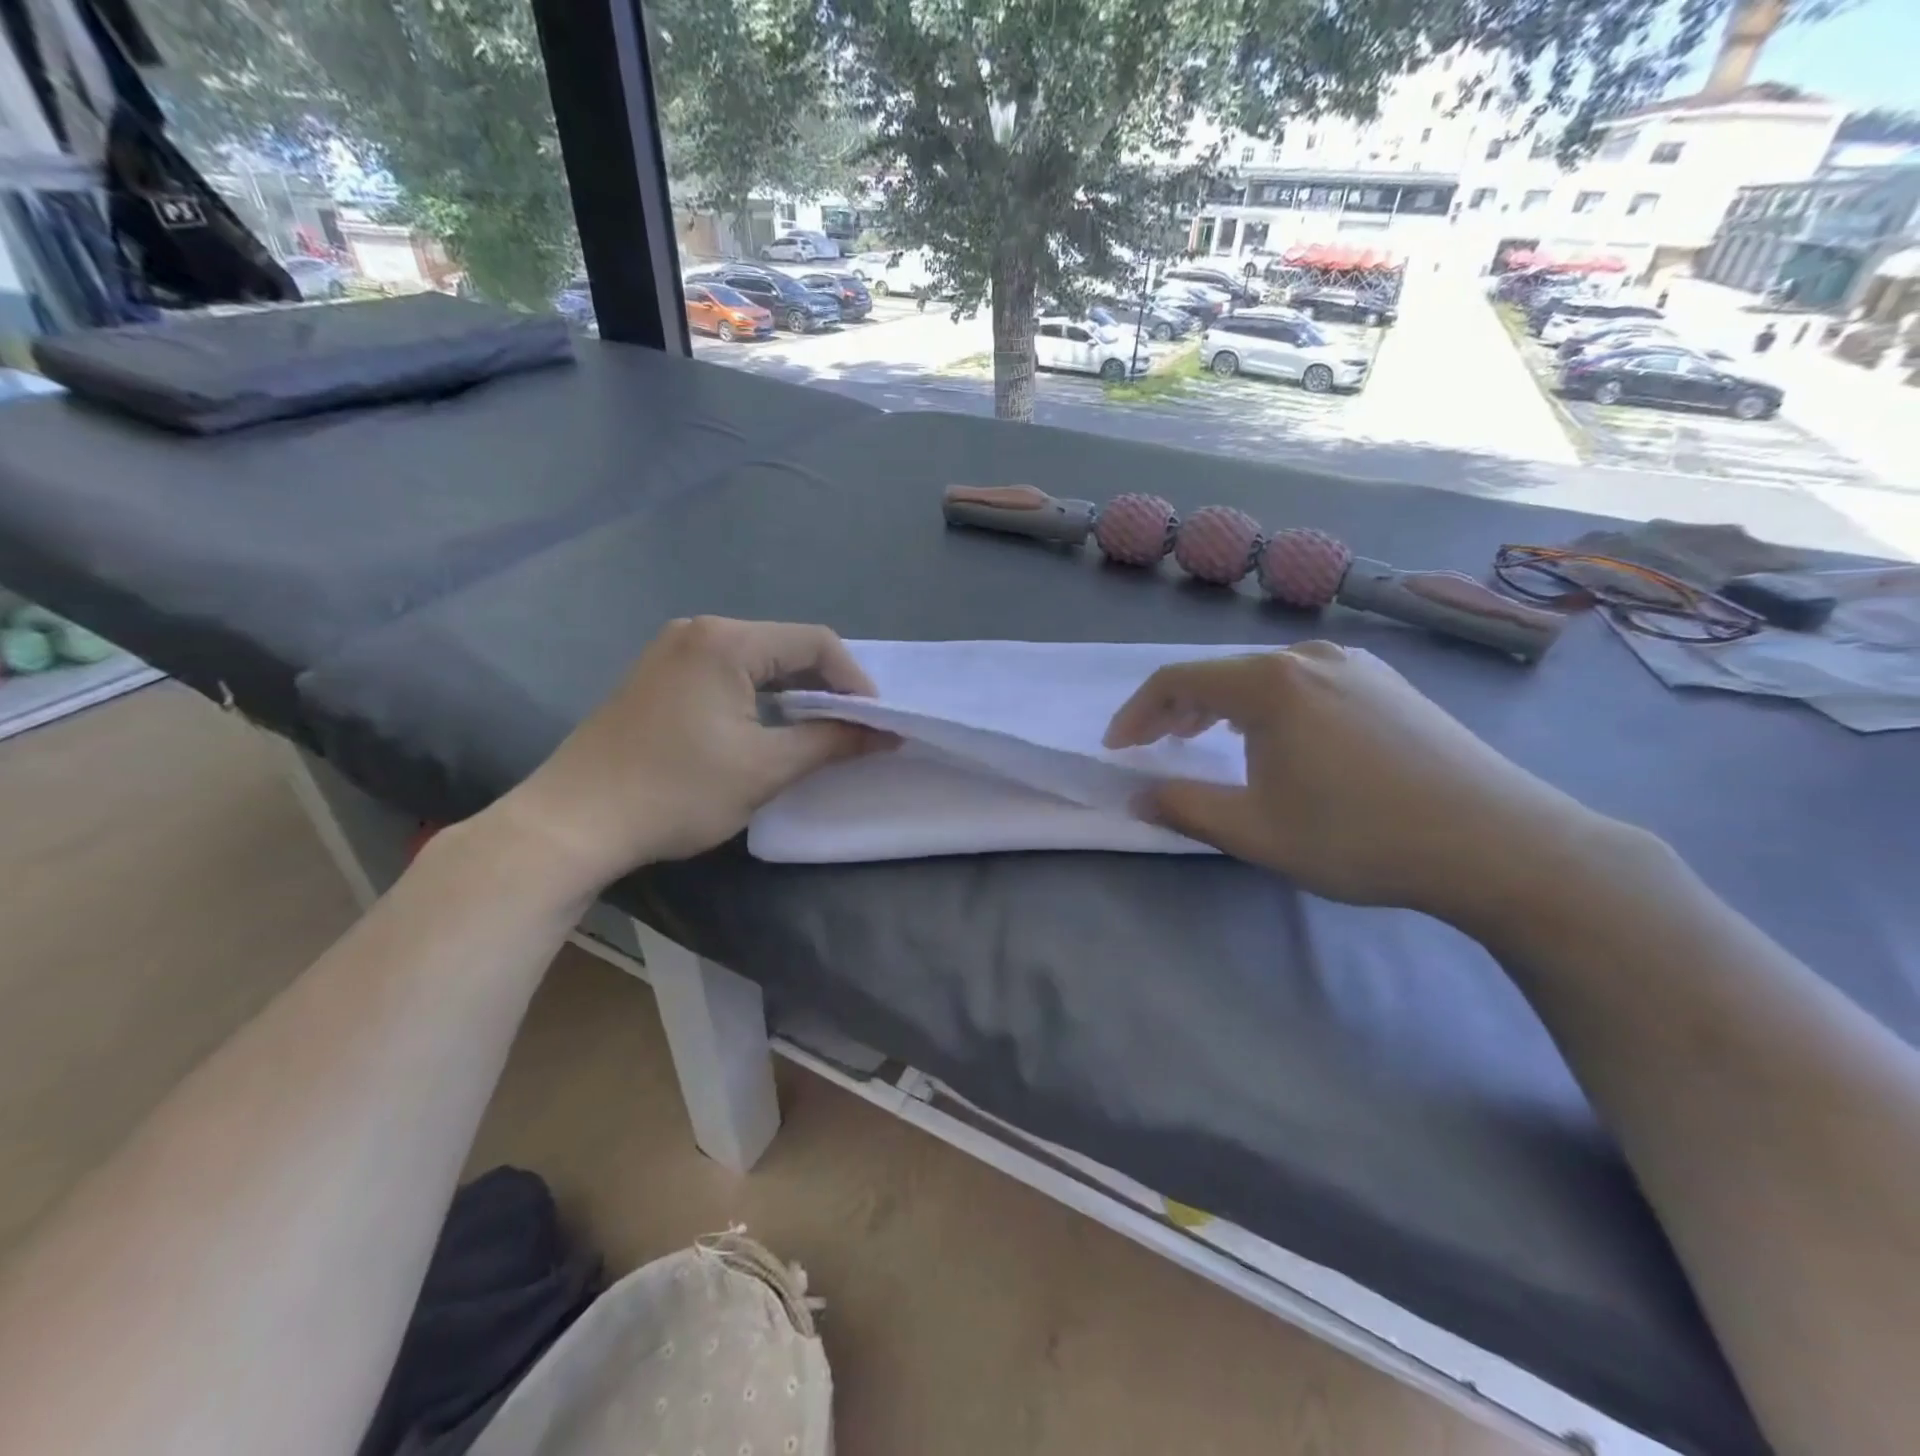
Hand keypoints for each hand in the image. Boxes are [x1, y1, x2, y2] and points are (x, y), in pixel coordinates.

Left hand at [487, 618, 887, 895]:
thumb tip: (886, 733)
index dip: (855, 680)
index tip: (875, 722)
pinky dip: (760, 696)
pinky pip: (727, 672)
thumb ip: (832, 742)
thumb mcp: (765, 769)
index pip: (815, 642)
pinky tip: (768, 728)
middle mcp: (699, 631)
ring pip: (757, 661)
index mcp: (726, 641)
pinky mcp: (658, 676)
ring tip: (817, 731)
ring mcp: (672, 651)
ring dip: (794, 692)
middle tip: (852, 728)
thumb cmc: (677, 790)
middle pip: (786, 646)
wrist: (574, 822)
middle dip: (826, 686)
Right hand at [1104, 642, 1612, 924]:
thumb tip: (1138, 796)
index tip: (1118, 749)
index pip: (1177, 680)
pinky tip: (1278, 738)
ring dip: (1221, 707)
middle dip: (1176, 709)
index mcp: (1270, 683)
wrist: (1499, 843)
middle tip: (1154, 747)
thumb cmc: (1361, 837)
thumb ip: (1184, 808)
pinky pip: (1304, 682)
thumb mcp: (1255, 832)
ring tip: (1205, 741)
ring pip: (1263, 676)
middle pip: (1219, 673)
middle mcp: (1309, 656)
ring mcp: (1356, 665)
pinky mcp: (1388, 683)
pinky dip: (1268, 706)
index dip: (1137, 713)